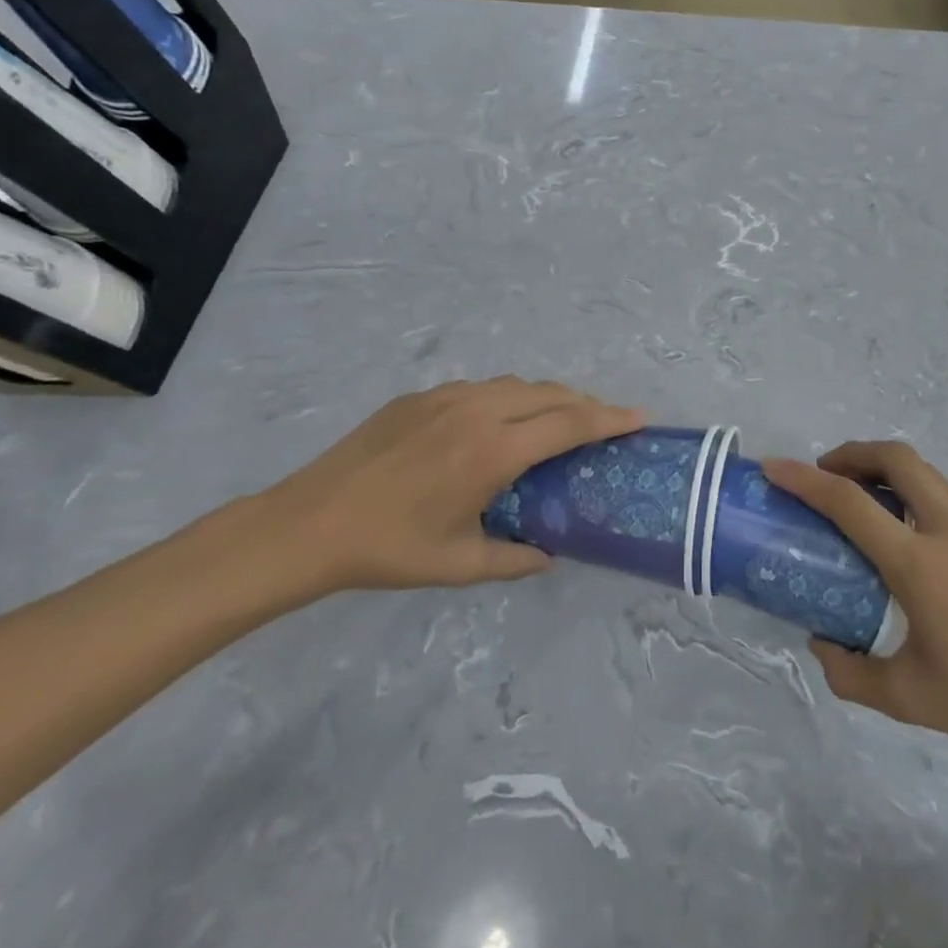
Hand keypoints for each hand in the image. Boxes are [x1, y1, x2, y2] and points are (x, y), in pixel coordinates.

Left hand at [247, 378, 642, 593]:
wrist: (308, 523)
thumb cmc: (390, 548)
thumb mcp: (460, 563)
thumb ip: (514, 558)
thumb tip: (549, 555)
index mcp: (493, 451)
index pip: (569, 424)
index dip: (609, 418)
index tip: (639, 417)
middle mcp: (477, 411)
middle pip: (549, 394)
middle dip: (585, 404)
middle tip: (604, 424)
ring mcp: (445, 397)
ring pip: (515, 384)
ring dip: (547, 398)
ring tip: (558, 421)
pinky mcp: (419, 396)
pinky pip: (481, 387)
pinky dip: (509, 398)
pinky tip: (499, 424)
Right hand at [764, 442, 947, 759]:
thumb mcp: (910, 698)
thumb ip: (851, 674)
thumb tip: (821, 645)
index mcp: (919, 564)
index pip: (850, 502)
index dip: (805, 479)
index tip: (775, 467)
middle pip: (896, 457)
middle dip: (852, 453)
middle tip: (827, 475)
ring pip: (924, 472)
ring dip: (885, 471)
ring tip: (864, 505)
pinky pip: (946, 497)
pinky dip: (913, 495)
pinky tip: (912, 542)